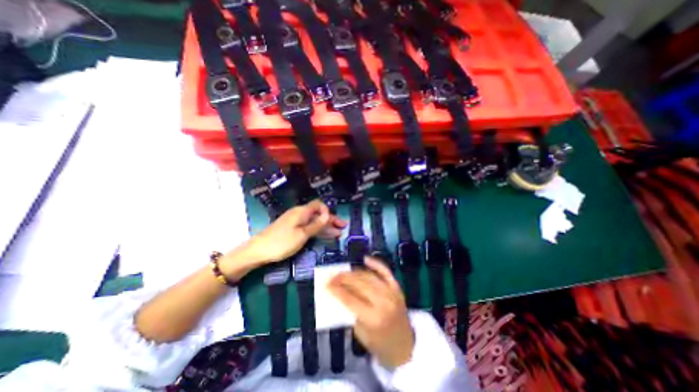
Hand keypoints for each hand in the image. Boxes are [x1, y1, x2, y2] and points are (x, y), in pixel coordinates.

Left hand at [224, 201, 342, 270]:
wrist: (258, 251)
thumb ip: (316, 225)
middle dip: (331, 220)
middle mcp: (299, 214)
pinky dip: (317, 231)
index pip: (318, 205)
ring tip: (338, 234)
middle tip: (343, 227)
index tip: (334, 222)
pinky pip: (308, 227)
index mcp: (302, 211)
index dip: (328, 211)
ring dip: (326, 227)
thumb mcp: (302, 234)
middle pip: (318, 214)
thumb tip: (328, 215)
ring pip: (314, 221)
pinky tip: (325, 236)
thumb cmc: (282, 242)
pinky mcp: (292, 229)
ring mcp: (295, 222)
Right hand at [328, 258, 413, 366]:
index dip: (337, 290)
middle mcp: (383, 302)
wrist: (406, 347)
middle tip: (333, 276)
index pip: (350, 299)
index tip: (326, 284)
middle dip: (343, 278)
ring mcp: (391, 293)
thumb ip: (351, 312)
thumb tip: (340, 294)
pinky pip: (385, 272)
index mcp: (373, 318)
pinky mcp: (397, 288)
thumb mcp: (361, 334)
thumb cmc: (380, 345)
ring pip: (369, 276)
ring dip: (355, 272)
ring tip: (344, 272)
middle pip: (359, 284)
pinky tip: (365, 259)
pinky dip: (375, 264)